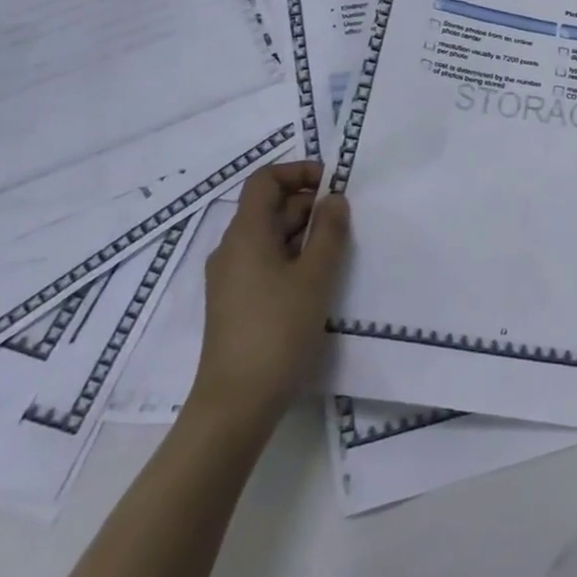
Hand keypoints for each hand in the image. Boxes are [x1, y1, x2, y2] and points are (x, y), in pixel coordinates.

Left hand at [186, 160, 349, 439]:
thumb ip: (329, 231)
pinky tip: (316, 280)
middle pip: (269, 207)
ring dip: (303, 233)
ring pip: (269, 236)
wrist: (236, 404)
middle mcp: (232, 248)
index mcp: (246, 234)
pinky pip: (265, 262)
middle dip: (308, 205)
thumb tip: (334, 198)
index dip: (298, 172)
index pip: (265, 180)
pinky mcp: (235, 302)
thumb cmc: (278, 331)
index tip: (332, 183)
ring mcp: (230, 277)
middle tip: (346, 222)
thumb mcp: (316, 276)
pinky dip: (292, 257)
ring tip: (337, 252)